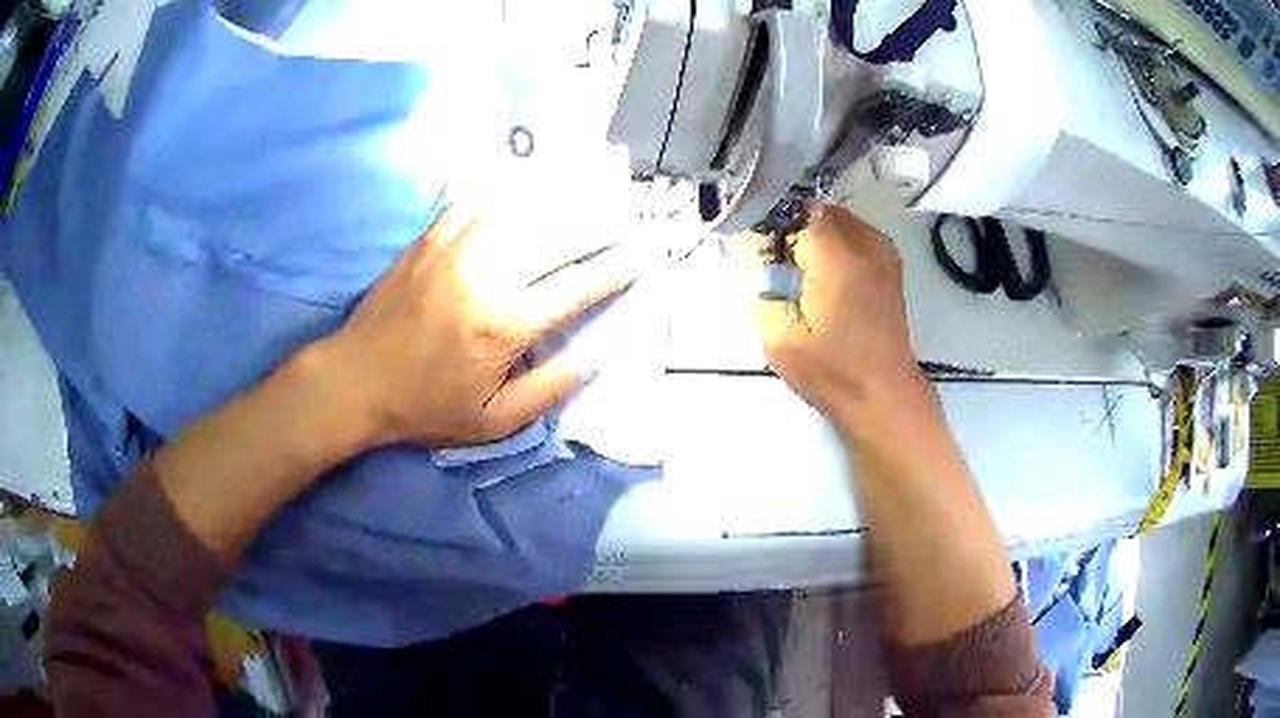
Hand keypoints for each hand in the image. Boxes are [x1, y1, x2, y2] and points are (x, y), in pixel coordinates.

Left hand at [311, 206, 634, 448]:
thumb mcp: (492, 421)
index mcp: (505, 326)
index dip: (611, 273)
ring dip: (555, 201)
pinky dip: (498, 188)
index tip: (635, 260)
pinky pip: (470, 201)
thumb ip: (548, 390)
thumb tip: (595, 358)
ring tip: (582, 192)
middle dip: (595, 229)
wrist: (356, 381)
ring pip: (517, 212)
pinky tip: (517, 180)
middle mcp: (486, 278)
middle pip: (555, 241)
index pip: (574, 289)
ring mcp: (454, 252)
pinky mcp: (428, 241)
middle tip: (621, 221)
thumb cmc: (425, 407)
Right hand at [745, 203, 924, 432]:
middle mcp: (863, 239)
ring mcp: (881, 249)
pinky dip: (831, 247)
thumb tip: (751, 241)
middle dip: (787, 228)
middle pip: (811, 210)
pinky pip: (850, 236)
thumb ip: (758, 276)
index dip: (765, 221)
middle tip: (772, 264)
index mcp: (836, 252)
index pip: (788, 208)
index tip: (751, 246)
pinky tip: (822, 281)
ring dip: (810, 237)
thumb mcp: (776, 328)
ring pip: (832, 221)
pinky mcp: (889, 263)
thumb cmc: (828, 368)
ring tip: (797, 275)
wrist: (882, 395)